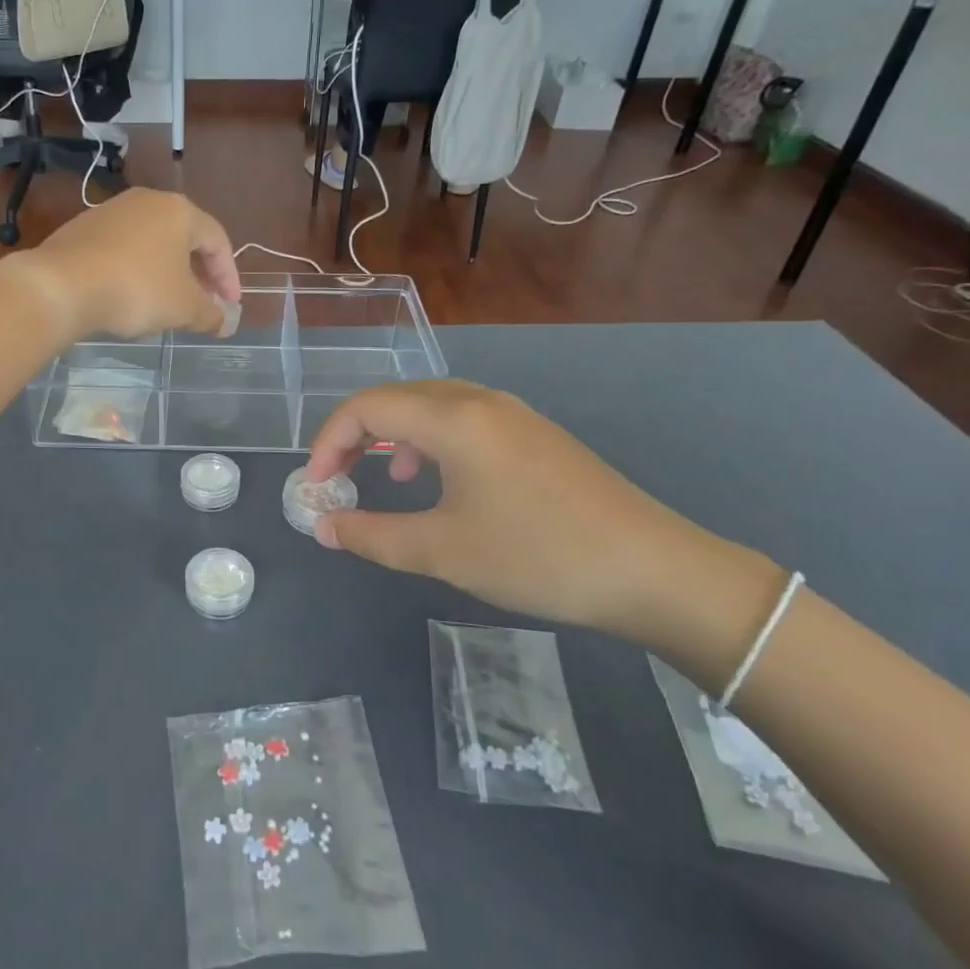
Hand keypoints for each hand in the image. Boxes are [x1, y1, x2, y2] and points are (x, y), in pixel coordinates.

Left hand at [24, 190, 239, 341]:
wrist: (62, 285)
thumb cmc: (136, 290)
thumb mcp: (183, 307)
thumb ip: (210, 314)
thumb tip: (225, 322)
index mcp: (180, 211)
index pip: (218, 241)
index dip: (229, 276)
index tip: (229, 306)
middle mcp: (148, 201)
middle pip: (185, 238)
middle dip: (199, 274)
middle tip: (204, 304)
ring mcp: (112, 211)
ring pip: (153, 243)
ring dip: (168, 272)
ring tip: (168, 303)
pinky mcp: (84, 227)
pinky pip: (124, 249)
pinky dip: (137, 270)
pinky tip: (132, 295)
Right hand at [304, 381, 781, 660]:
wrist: (654, 570)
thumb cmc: (537, 556)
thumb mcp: (443, 552)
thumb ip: (372, 535)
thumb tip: (322, 526)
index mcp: (453, 419)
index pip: (366, 408)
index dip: (328, 442)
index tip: (316, 488)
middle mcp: (480, 401)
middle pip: (396, 398)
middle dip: (355, 435)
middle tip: (338, 479)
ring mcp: (513, 414)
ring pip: (430, 405)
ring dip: (393, 435)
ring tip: (385, 477)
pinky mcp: (535, 434)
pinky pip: (463, 420)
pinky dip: (431, 441)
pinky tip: (440, 480)